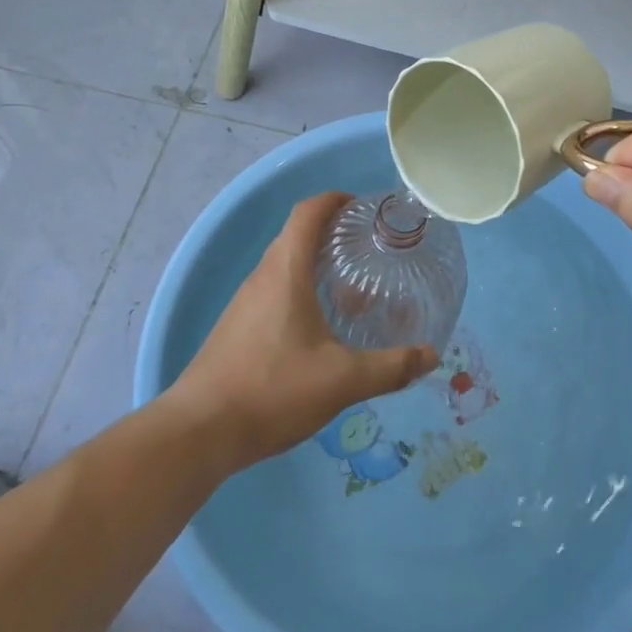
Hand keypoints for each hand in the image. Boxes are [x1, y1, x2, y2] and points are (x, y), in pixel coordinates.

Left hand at [166, 192, 437, 470]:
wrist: (199, 432)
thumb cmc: (273, 389)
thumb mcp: (342, 380)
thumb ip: (391, 367)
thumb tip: (431, 355)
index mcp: (285, 271)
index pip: (307, 212)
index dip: (334, 200)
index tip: (362, 207)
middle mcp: (262, 277)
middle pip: (297, 236)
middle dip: (333, 234)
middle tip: (370, 250)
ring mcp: (245, 303)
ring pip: (285, 267)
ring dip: (317, 266)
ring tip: (354, 290)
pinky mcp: (237, 328)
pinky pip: (274, 293)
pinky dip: (302, 292)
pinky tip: (322, 328)